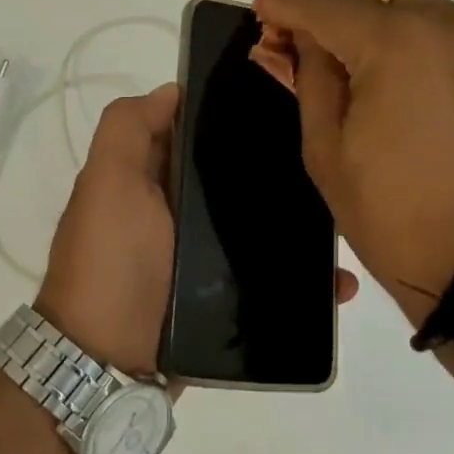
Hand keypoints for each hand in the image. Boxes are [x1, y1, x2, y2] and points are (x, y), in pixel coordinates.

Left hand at [36, 80, 363, 374]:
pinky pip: (272, 278)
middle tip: (330, 162)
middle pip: (236, 179)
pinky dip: (303, 279)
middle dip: (278, 170)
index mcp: (152, 178)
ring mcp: (203, 258)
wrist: (107, 363)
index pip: (197, 131)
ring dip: (300, 225)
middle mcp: (178, 212)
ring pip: (260, 227)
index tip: (284, 100)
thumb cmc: (110, 260)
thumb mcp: (107, 183)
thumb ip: (128, 130)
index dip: (231, 112)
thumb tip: (173, 90)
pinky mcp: (226, 298)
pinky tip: (339, 282)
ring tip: (346, 223)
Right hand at [253, 0, 453, 325]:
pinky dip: (407, 27)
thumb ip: (310, 77)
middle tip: (297, 19)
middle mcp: (445, 24)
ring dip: (370, 6)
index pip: (326, 5)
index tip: (261, 6)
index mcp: (396, 44)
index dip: (286, 3)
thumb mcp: (326, 148)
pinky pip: (444, 25)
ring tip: (339, 41)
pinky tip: (387, 62)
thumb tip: (297, 38)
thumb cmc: (389, 213)